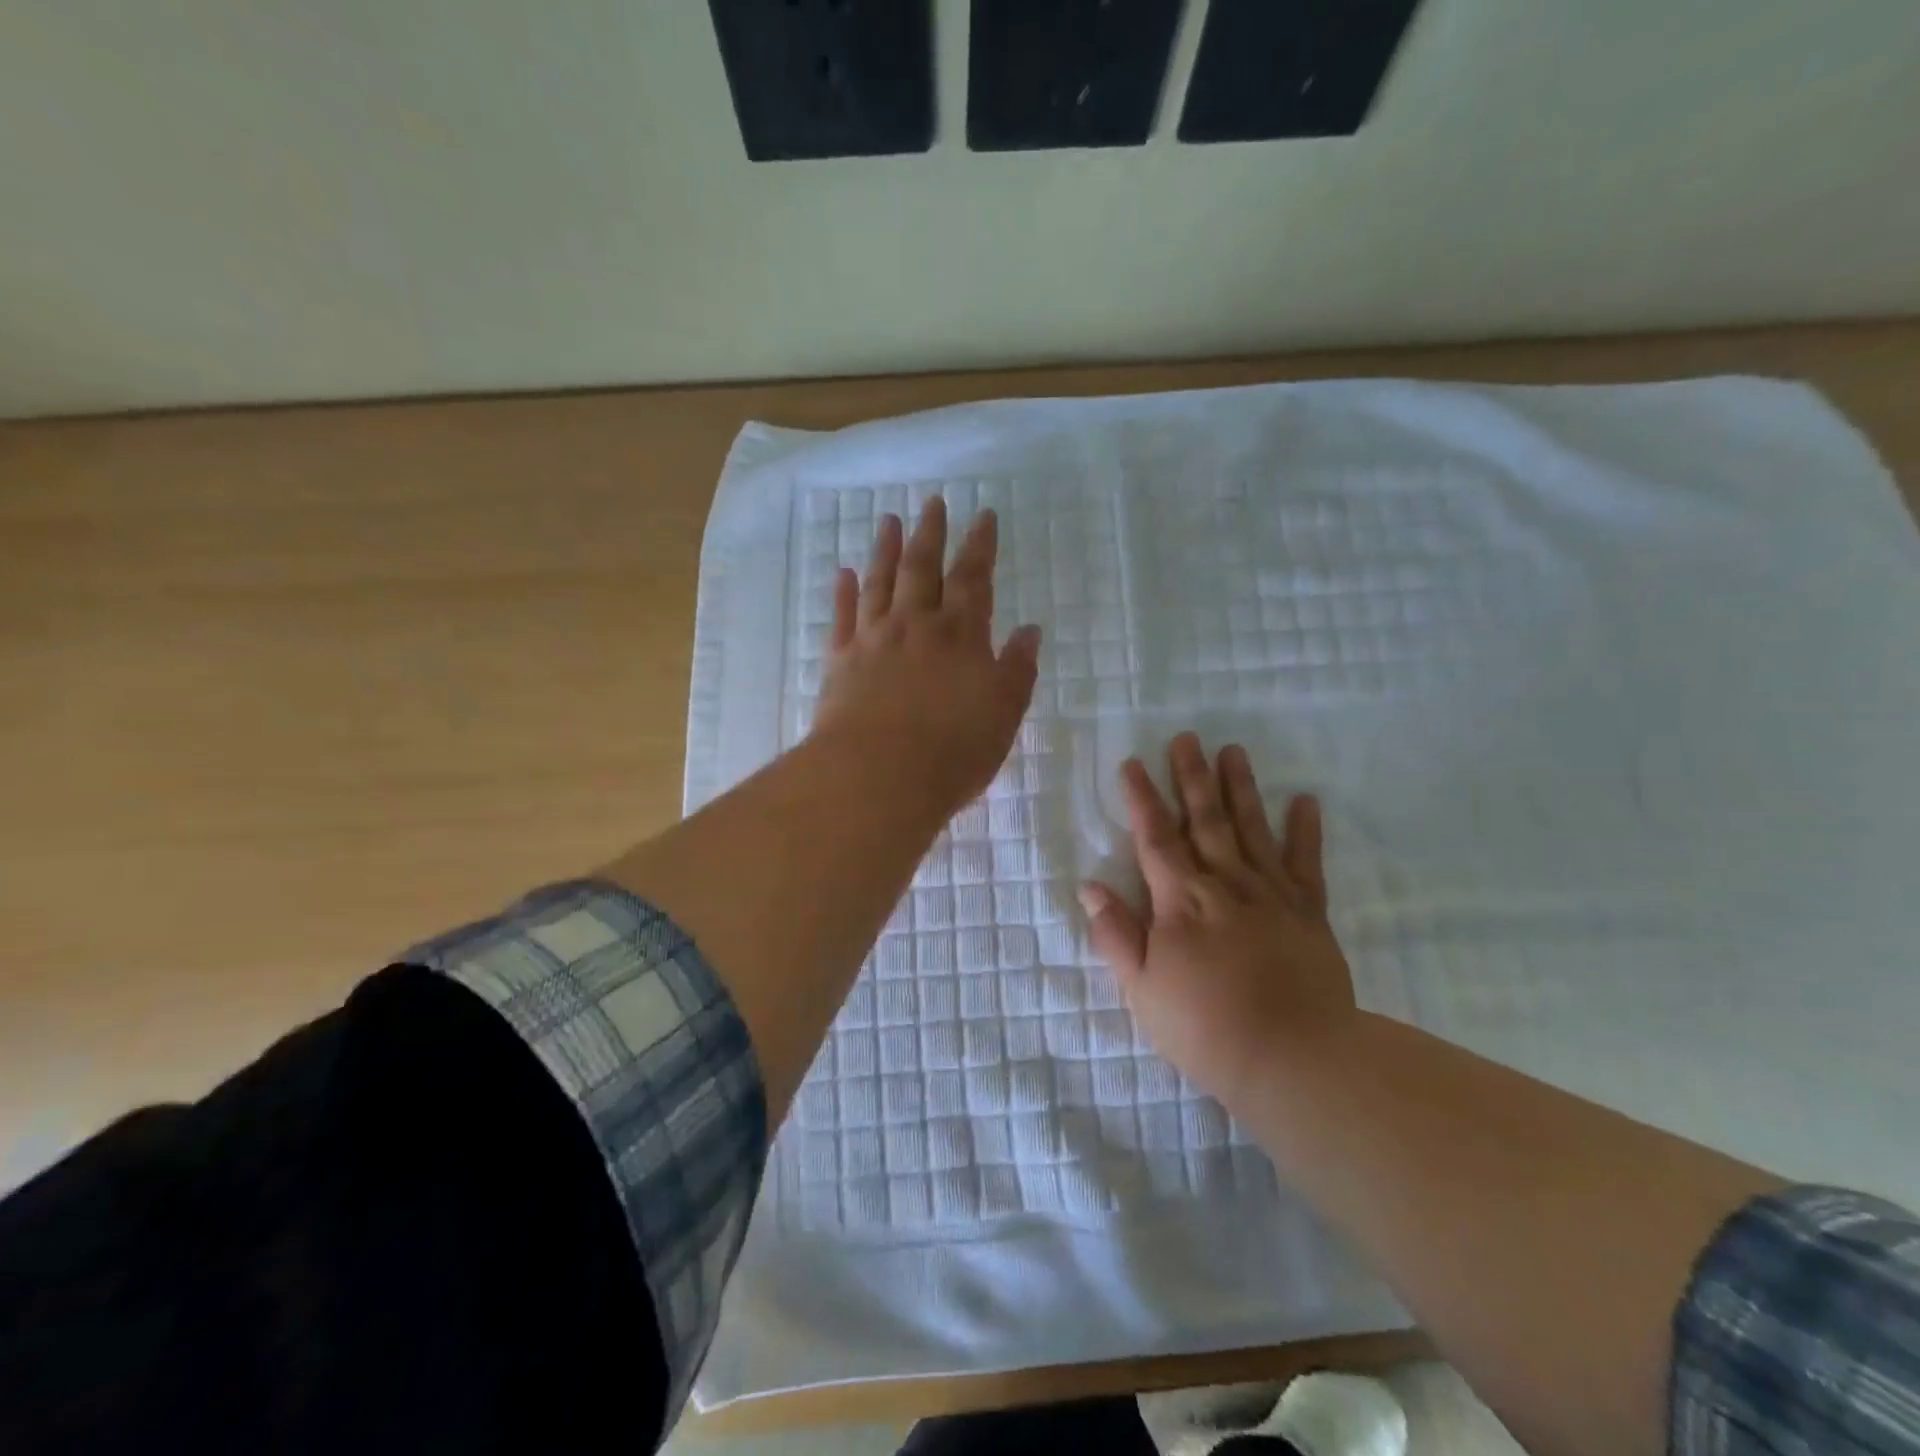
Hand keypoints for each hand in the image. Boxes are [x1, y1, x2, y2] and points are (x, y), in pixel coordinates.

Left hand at [813, 498, 1041, 813]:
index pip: (974, 580)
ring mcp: (874, 640)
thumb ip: (1017, 670)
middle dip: (931, 534)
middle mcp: (916, 626)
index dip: (980, 546)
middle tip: (933, 502)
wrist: (879, 776)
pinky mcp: (840, 662)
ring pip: (880, 583)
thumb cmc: (953, 751)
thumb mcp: (1003, 714)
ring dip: (886, 550)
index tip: (984, 515)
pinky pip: (843, 617)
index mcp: (960, 636)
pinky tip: (843, 573)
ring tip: (890, 522)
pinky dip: (843, 593)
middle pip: (923, 569)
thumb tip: (1029, 631)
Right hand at [1079, 732, 1356, 1112]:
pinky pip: (1306, 863)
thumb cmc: (1204, 1027)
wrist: (1295, 1059)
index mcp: (1180, 900)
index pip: (1155, 837)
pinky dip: (1305, 831)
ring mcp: (1271, 894)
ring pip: (1251, 829)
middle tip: (1187, 737)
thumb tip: (1091, 887)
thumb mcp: (1142, 989)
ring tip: (1233, 750)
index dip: (1141, 799)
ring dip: (1240, 788)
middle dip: (1191, 777)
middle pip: (1204, 819)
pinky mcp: (1309, 912)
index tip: (1132, 763)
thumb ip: (1117, 934)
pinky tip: (1305, 800)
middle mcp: (1225, 883)